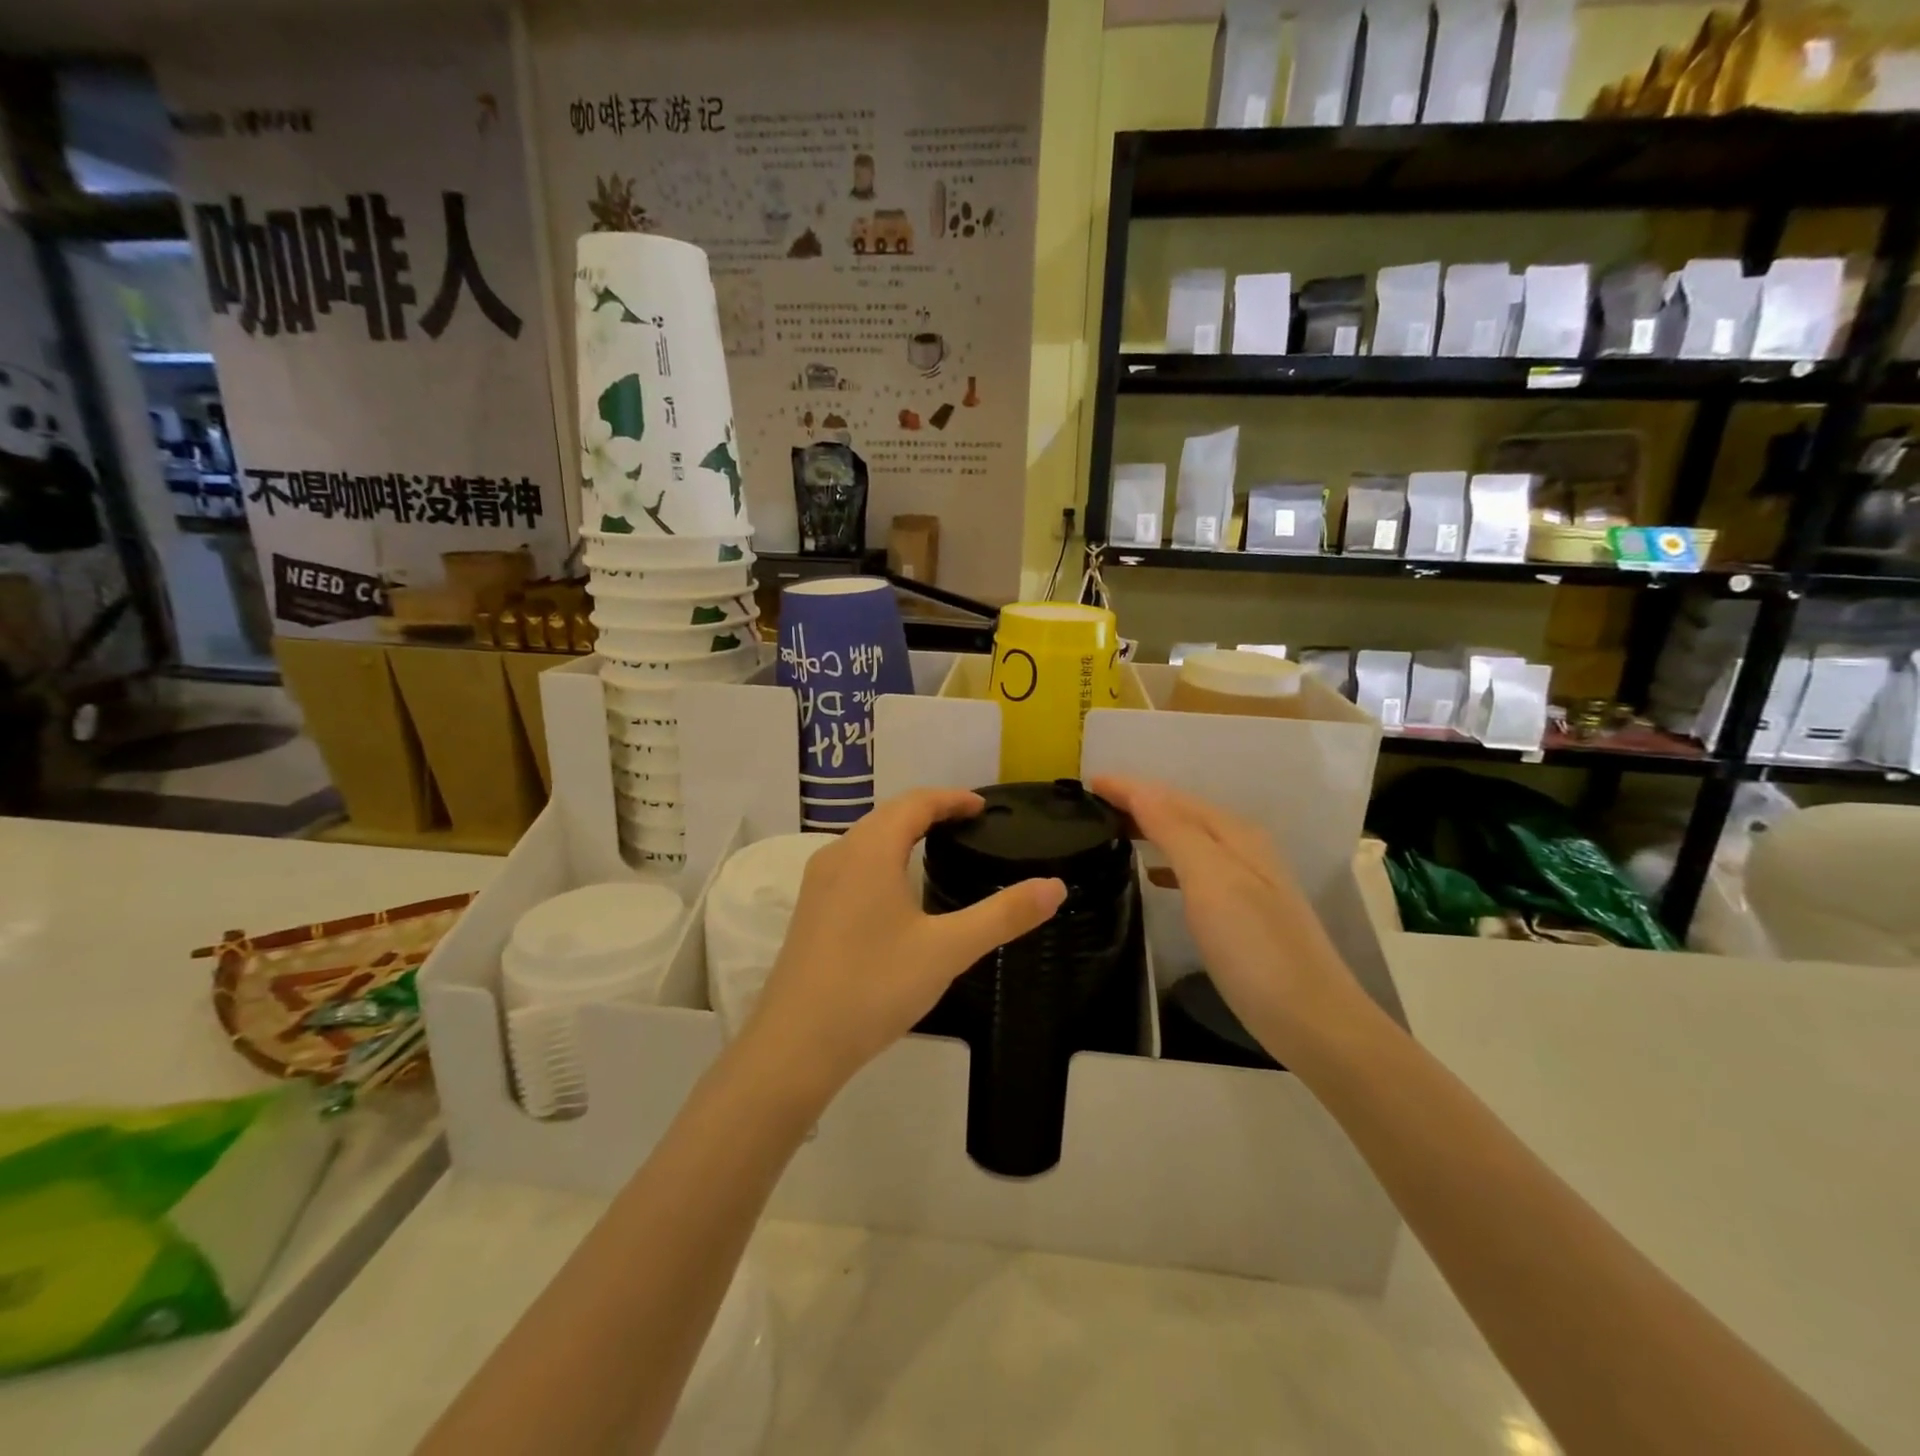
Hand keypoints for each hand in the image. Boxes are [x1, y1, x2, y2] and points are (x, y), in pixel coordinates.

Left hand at [738, 789, 1066, 1101]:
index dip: (952, 799)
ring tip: (939, 849)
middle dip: (930, 811)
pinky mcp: (810, 910)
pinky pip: (853, 863)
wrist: (795, 1045)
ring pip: (867, 839)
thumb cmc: (874, 987)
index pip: (915, 803)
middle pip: (888, 815)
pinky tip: (898, 890)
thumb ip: (1003, 915)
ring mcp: (818, 883)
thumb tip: (1055, 886)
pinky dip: (884, 856)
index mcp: (870, 850)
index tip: (983, 808)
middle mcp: (838, 854)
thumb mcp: (947, 950)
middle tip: (969, 825)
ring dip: (903, 833)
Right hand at [1090, 775, 1363, 1066]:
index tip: (1088, 781)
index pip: (1172, 798)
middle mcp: (1243, 849)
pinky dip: (1167, 862)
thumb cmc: (1255, 948)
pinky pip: (1194, 869)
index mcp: (1234, 835)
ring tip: (1113, 832)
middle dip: (1139, 802)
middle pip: (1182, 813)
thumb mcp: (1211, 881)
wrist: (1313, 1021)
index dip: (1130, 787)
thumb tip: (1141, 790)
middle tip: (1092, 805)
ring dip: (1151, 829)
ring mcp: (1246, 882)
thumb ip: (1175, 832)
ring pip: (1188, 839)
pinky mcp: (1243, 912)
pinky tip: (1152, 876)